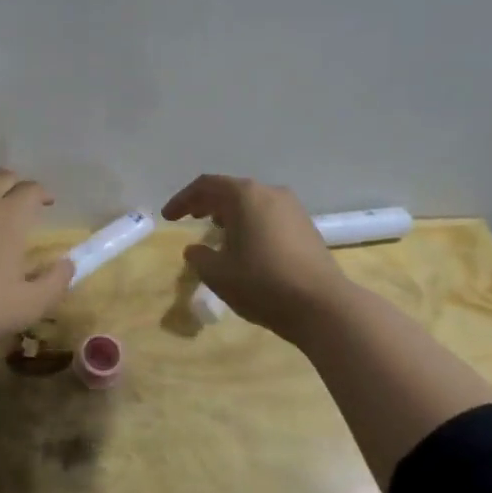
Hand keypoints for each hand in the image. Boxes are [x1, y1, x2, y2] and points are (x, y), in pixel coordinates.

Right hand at [162, 174, 352, 346]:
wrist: (323, 306)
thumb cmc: (262, 284)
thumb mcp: (218, 274)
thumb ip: (199, 257)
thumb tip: (195, 249)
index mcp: (244, 195)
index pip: (205, 186)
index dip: (182, 200)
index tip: (168, 217)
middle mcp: (269, 192)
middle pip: (230, 189)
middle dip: (206, 202)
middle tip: (189, 217)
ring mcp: (292, 208)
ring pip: (252, 202)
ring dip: (230, 213)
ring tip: (215, 230)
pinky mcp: (306, 226)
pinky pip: (268, 215)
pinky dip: (250, 222)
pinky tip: (245, 244)